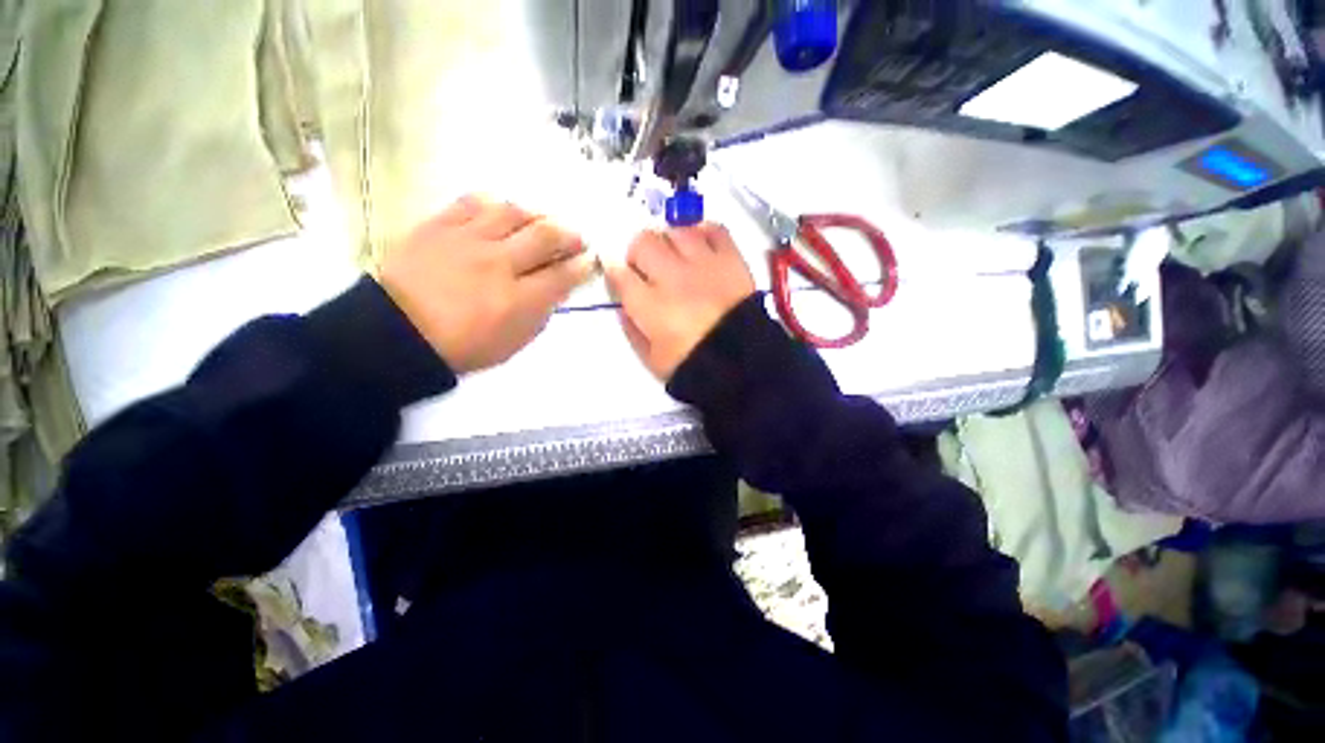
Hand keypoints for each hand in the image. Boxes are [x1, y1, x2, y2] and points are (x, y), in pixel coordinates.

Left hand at [379, 196, 594, 372]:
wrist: (398, 333)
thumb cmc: (464, 346)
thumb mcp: (514, 342)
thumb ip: (540, 314)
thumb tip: (556, 288)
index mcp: (519, 300)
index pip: (562, 275)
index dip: (582, 266)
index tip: (590, 261)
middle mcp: (498, 264)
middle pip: (545, 236)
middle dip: (569, 234)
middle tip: (576, 237)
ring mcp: (467, 240)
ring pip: (513, 212)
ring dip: (536, 215)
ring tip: (542, 221)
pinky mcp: (439, 226)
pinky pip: (472, 202)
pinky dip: (495, 203)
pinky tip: (502, 211)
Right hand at [606, 224, 755, 380]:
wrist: (741, 363)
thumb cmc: (693, 365)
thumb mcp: (652, 360)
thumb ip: (633, 332)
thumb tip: (624, 308)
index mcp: (650, 305)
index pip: (620, 274)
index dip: (616, 272)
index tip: (620, 276)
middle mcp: (672, 276)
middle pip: (644, 242)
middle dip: (639, 253)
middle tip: (647, 267)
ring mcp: (703, 264)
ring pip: (676, 230)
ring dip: (670, 241)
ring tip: (676, 256)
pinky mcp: (730, 259)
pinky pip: (714, 229)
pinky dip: (704, 232)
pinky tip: (701, 245)